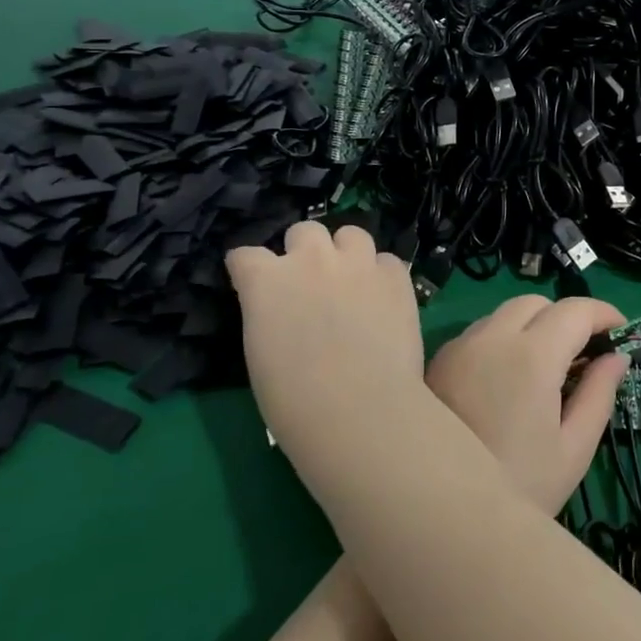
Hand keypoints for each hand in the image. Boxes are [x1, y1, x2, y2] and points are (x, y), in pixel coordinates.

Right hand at [227, 222, 424, 477]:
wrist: (359, 409)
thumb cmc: (295, 401)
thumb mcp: (261, 352)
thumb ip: (268, 313)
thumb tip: (280, 308)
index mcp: (266, 280)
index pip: (245, 255)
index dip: (248, 270)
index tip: (252, 284)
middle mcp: (311, 258)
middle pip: (303, 231)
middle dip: (303, 251)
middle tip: (309, 282)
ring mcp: (357, 262)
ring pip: (350, 234)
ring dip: (346, 253)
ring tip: (351, 279)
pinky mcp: (396, 275)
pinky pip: (387, 261)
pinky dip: (382, 274)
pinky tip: (383, 298)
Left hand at [426, 296, 627, 511]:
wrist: (441, 517)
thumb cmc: (519, 489)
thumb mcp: (573, 449)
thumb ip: (599, 394)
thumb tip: (617, 356)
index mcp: (532, 356)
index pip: (576, 310)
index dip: (604, 314)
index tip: (622, 331)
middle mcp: (492, 337)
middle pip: (538, 304)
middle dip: (567, 318)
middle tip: (585, 354)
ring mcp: (460, 346)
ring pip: (505, 314)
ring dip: (533, 327)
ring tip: (546, 369)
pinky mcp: (438, 361)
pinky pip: (480, 333)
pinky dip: (503, 340)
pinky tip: (508, 380)